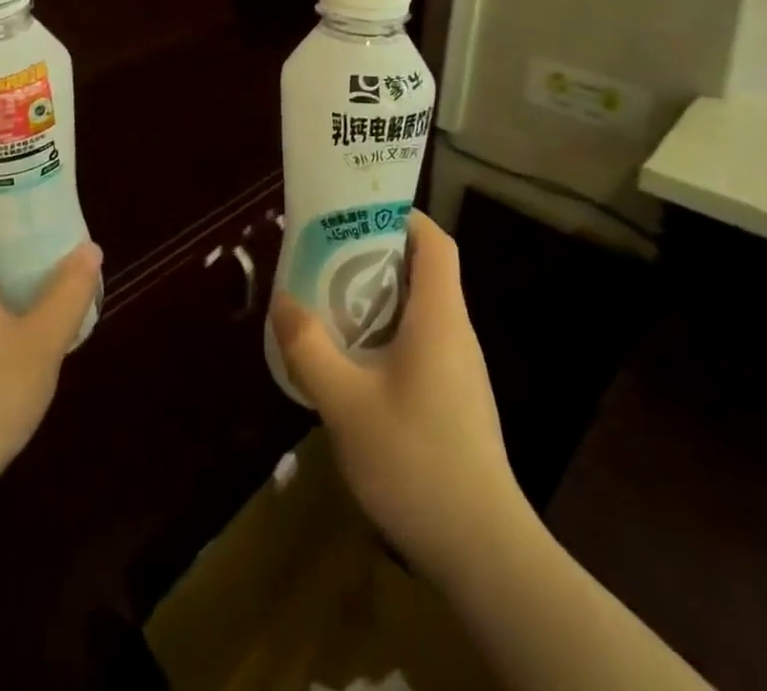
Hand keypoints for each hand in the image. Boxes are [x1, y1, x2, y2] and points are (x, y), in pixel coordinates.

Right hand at [270, 210, 524, 582]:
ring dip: (379, 299)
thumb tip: (282, 301)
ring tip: (331, 305)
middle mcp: (457, 333)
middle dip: (376, 256)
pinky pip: (423, 344)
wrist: (484, 551)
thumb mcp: (345, 403)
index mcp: (439, 317)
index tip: (358, 214)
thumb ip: (309, 348)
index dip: (401, 217)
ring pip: (421, 311)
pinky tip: (355, 365)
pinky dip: (388, 335)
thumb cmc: (416, 460)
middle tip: (327, 259)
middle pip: (425, 271)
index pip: (435, 242)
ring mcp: (461, 370)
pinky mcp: (457, 400)